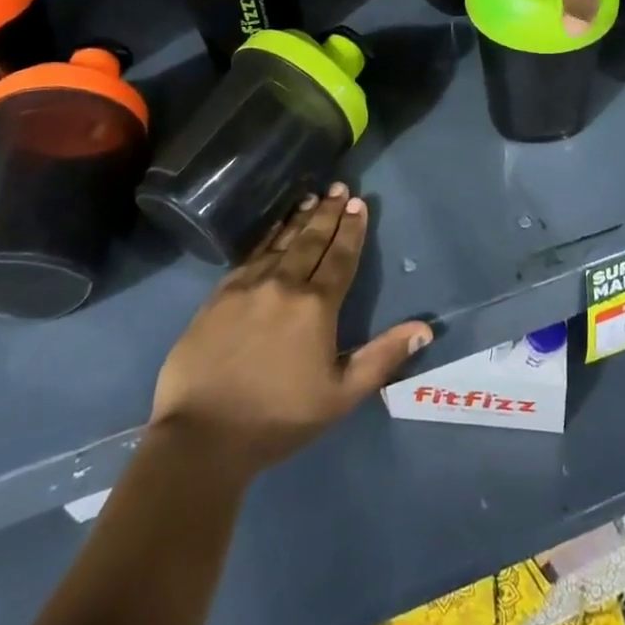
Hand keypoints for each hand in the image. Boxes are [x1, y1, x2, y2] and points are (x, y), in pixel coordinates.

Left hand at [149, 186, 431, 475]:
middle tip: (340, 188)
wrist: (201, 436)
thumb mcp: (341, 396)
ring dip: (299, 219)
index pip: (341, 257)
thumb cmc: (278, 418)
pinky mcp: (219, 295)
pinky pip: (251, 255)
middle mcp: (284, 284)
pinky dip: (267, 237)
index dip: (352, 229)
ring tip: (312, 197)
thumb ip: (382, 358)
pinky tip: (273, 229)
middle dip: (329, 213)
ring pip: (281, 242)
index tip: (359, 203)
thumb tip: (423, 329)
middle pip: (311, 240)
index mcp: (316, 306)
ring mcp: (248, 286)